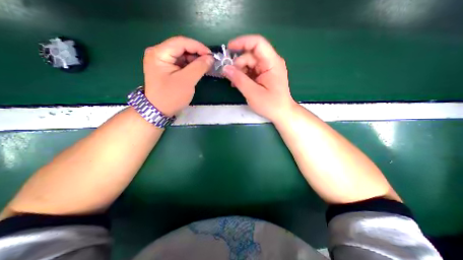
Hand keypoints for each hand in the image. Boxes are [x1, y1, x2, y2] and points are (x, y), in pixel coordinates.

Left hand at [143, 35, 212, 116]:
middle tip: (210, 62)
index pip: (181, 42)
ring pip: (182, 55)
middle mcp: (159, 53)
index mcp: (159, 53)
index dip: (198, 46)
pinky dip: (191, 66)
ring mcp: (162, 61)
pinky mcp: (167, 69)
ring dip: (195, 60)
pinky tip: (198, 70)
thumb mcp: (187, 81)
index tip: (211, 55)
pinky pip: (181, 63)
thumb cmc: (171, 97)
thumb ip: (199, 67)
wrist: (159, 111)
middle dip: (197, 54)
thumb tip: (210, 58)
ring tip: (206, 67)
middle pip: (181, 48)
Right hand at [221, 35, 293, 122]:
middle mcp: (270, 63)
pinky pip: (250, 71)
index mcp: (272, 63)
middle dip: (238, 64)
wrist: (281, 113)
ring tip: (234, 83)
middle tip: (229, 76)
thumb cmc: (270, 105)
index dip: (242, 42)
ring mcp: (267, 69)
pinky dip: (243, 76)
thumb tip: (225, 68)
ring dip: (239, 71)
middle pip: (250, 55)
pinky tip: (238, 84)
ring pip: (249, 64)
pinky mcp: (263, 76)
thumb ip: (239, 80)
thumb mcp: (253, 93)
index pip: (257, 43)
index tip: (228, 48)